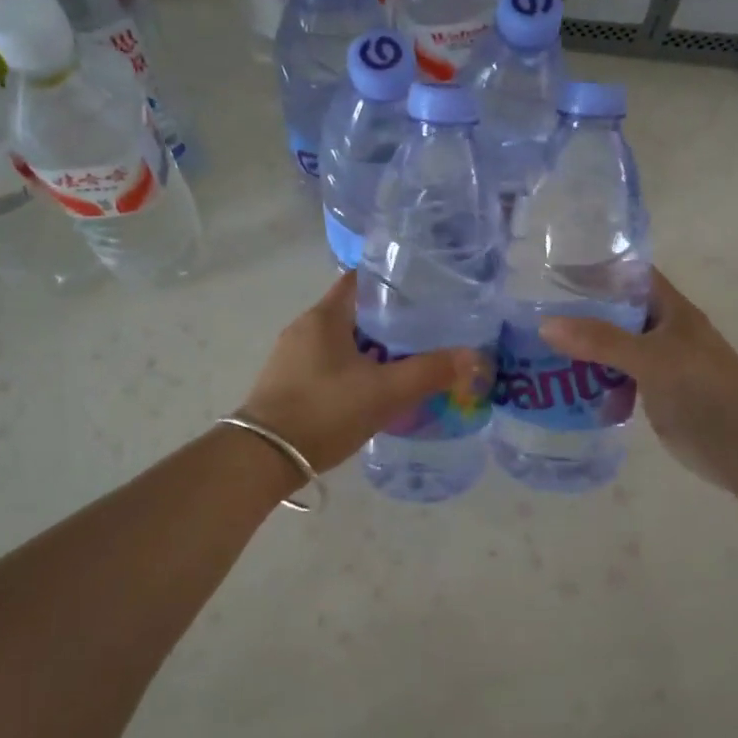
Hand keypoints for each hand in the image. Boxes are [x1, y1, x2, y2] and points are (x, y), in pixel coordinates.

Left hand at [240, 272, 489, 473]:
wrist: (263, 458)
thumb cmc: (324, 412)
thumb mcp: (384, 393)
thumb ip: (429, 372)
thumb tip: (473, 357)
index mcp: (325, 316)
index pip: (360, 280)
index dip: (392, 281)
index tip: (424, 291)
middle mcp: (304, 327)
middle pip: (354, 311)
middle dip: (389, 320)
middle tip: (426, 331)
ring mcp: (291, 356)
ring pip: (341, 340)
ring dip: (371, 347)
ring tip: (406, 361)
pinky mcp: (287, 382)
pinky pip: (328, 363)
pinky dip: (353, 368)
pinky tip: (372, 389)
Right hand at [540, 268, 737, 492]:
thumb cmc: (703, 390)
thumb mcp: (650, 358)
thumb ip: (600, 341)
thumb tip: (546, 325)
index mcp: (672, 311)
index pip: (632, 277)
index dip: (599, 270)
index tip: (556, 273)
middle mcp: (665, 332)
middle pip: (618, 313)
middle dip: (582, 314)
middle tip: (536, 314)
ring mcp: (661, 364)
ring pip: (615, 349)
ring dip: (585, 352)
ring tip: (541, 350)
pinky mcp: (656, 394)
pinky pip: (619, 380)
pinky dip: (597, 383)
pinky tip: (569, 389)